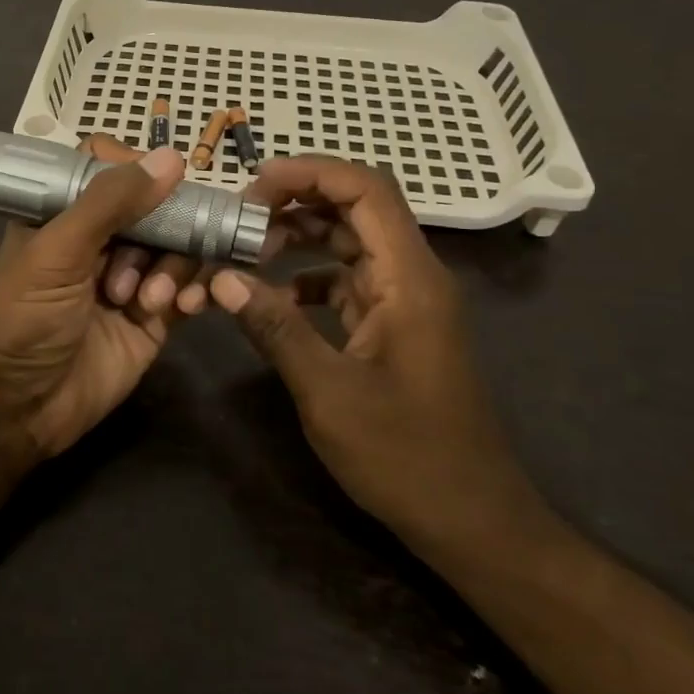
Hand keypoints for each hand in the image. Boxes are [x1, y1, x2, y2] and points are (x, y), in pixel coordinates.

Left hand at [0, 136, 205, 457]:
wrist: (15, 411)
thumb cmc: (22, 320)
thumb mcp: (57, 253)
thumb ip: (110, 203)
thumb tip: (171, 158)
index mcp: (64, 214)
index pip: (109, 170)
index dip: (137, 172)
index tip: (163, 181)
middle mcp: (99, 241)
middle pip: (154, 208)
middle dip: (164, 229)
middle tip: (157, 253)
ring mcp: (129, 279)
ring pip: (176, 248)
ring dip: (172, 268)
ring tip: (145, 302)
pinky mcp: (152, 319)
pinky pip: (187, 289)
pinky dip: (193, 292)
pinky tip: (186, 307)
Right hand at [207, 157, 548, 560]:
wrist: (471, 521)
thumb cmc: (406, 457)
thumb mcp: (329, 393)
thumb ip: (276, 329)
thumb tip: (222, 279)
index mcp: (410, 279)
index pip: (367, 190)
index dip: (311, 172)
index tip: (254, 183)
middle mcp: (412, 276)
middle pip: (357, 207)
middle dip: (296, 200)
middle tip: (239, 216)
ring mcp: (405, 301)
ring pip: (350, 242)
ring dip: (300, 236)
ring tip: (246, 248)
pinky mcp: (395, 326)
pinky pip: (348, 280)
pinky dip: (309, 277)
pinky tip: (273, 296)